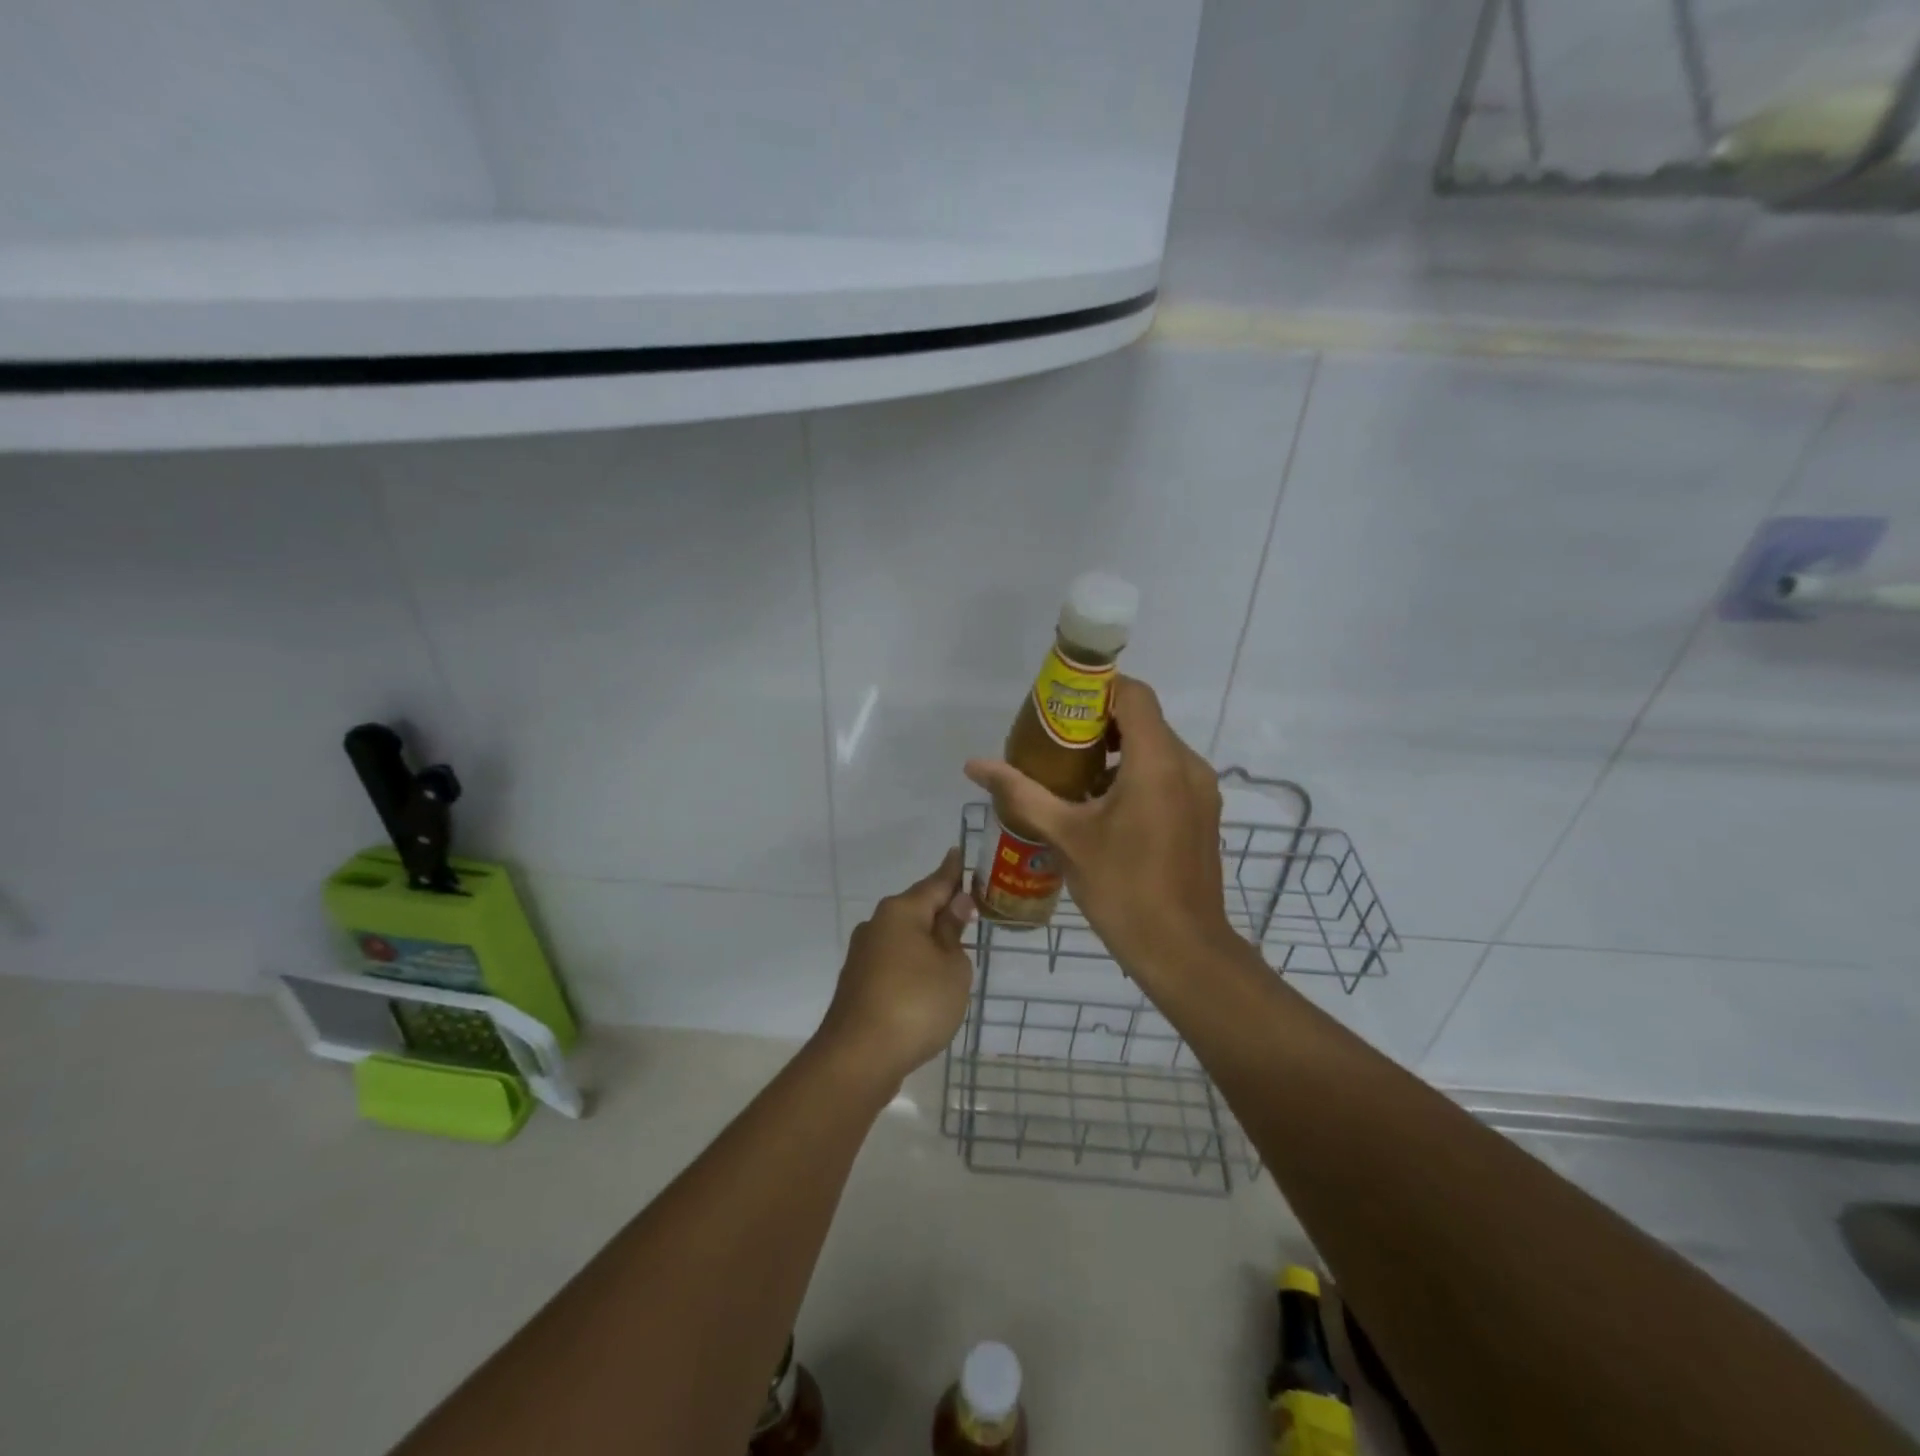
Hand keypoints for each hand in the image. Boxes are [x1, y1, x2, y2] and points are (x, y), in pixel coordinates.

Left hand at [815, 848, 975, 1092]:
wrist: (858, 1057)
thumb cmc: (916, 1003)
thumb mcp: (951, 967)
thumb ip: (953, 933)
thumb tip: (955, 904)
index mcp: (901, 911)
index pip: (936, 882)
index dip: (952, 871)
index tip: (959, 852)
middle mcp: (877, 924)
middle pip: (917, 908)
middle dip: (941, 908)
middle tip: (969, 907)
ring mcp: (863, 954)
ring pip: (904, 936)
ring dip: (927, 939)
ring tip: (954, 947)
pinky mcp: (858, 982)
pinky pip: (894, 960)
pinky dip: (913, 963)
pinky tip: (927, 979)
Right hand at [964, 676, 1234, 980]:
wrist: (1182, 950)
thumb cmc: (1122, 888)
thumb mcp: (1065, 836)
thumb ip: (1021, 793)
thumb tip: (974, 765)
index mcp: (1157, 761)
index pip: (1133, 694)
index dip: (1097, 690)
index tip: (1060, 709)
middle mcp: (1188, 765)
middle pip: (1143, 719)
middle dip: (1098, 724)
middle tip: (1055, 744)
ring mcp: (1201, 790)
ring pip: (1156, 747)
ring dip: (1117, 751)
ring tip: (1073, 777)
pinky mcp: (1202, 812)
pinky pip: (1168, 773)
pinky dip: (1136, 774)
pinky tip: (1103, 806)